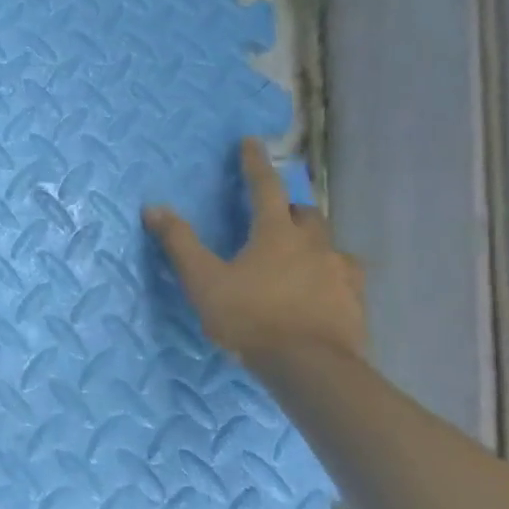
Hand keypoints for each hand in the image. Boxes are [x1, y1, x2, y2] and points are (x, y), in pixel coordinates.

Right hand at [144, 138, 365, 367]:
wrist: (309, 366)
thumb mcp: (203, 280)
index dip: (254, 164)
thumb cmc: (249, 317)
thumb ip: (179, 243)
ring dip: (310, 242)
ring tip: (296, 257)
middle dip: (287, 208)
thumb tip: (154, 207)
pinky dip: (329, 274)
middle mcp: (314, 245)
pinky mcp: (355, 301)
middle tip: (271, 217)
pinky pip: (344, 276)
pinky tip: (320, 289)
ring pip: (328, 244)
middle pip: (304, 213)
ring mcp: (340, 272)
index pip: (264, 188)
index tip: (251, 142)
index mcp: (276, 234)